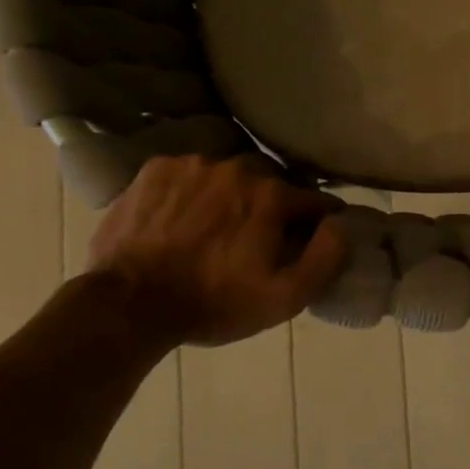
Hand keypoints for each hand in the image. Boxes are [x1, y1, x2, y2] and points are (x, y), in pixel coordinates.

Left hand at [87, 155, 349, 349]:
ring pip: (227, 174)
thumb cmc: (213, 304)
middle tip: (257, 237)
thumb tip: (341, 223)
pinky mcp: (155, 169)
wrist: (128, 303)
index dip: (317, 223)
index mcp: (272, 196)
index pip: (314, 201)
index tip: (309, 241)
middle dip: (272, 205)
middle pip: (271, 182)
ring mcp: (192, 164)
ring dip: (230, 195)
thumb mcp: (284, 298)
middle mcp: (236, 168)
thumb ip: (327, 257)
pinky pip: (188, 174)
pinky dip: (193, 191)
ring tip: (214, 228)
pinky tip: (182, 220)